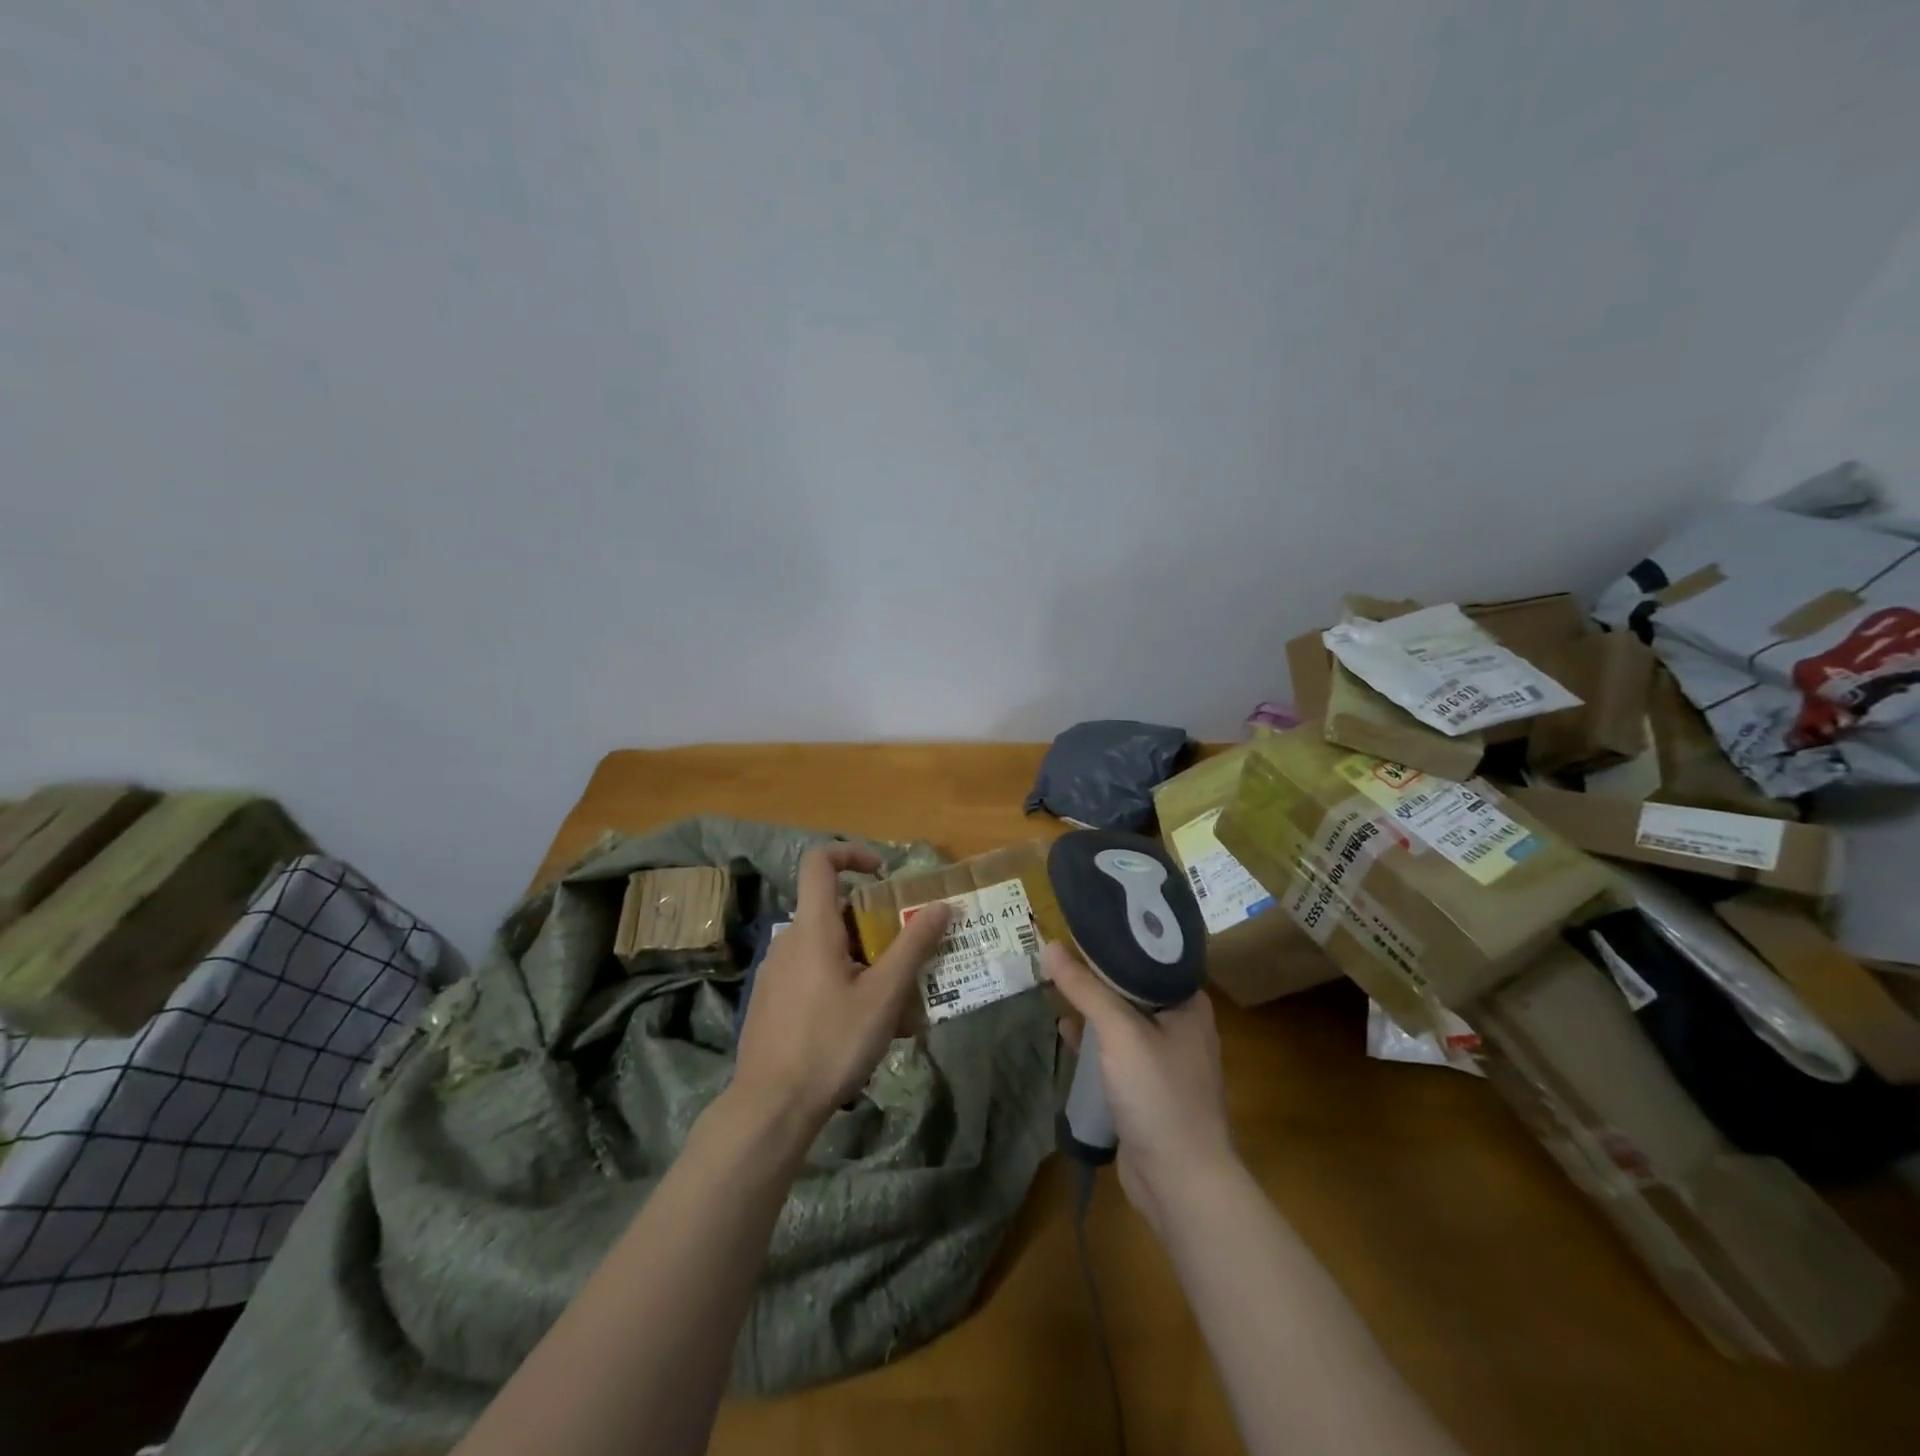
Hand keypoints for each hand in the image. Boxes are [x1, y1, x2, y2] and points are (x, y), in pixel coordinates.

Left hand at [731, 844, 950, 1129]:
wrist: (770, 1107)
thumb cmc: (831, 1043)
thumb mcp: (883, 995)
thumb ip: (913, 946)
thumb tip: (941, 905)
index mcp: (813, 927)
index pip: (819, 862)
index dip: (851, 853)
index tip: (883, 873)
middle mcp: (788, 939)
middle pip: (832, 909)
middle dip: (872, 923)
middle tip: (903, 955)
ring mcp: (775, 971)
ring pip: (824, 945)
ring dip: (859, 957)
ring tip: (890, 999)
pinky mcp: (771, 999)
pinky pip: (810, 972)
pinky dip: (838, 979)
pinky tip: (858, 1023)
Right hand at [1043, 940, 1236, 1233]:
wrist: (1180, 1182)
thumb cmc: (1158, 1093)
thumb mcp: (1119, 1032)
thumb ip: (1085, 988)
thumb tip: (1048, 945)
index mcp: (1187, 1002)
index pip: (1149, 955)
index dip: (1114, 938)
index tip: (1079, 922)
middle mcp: (1180, 1024)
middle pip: (1131, 986)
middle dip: (1095, 972)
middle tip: (1057, 951)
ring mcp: (1164, 1059)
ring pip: (1121, 1019)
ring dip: (1091, 1006)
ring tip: (1054, 983)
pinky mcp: (1146, 1087)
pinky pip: (1115, 1051)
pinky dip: (1092, 1040)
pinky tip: (1065, 1031)